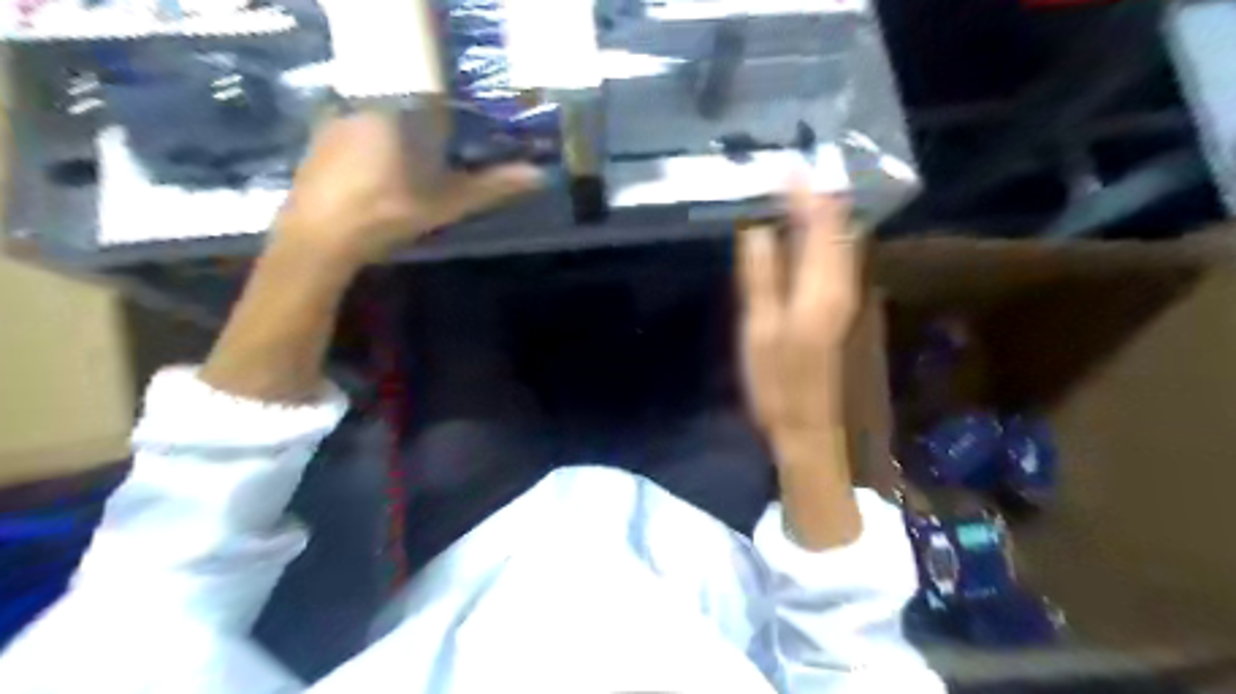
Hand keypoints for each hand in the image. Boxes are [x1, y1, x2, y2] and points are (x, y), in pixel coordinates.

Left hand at [275, 108, 542, 264]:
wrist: (318, 239)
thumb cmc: (387, 213)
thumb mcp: (446, 202)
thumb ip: (492, 186)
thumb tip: (539, 175)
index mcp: (398, 108)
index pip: (436, 96)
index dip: (457, 117)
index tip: (468, 138)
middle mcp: (363, 103)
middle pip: (409, 107)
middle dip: (429, 129)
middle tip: (444, 161)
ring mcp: (335, 121)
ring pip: (382, 120)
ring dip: (401, 139)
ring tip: (414, 172)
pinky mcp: (317, 142)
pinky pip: (357, 133)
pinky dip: (375, 149)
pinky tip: (380, 178)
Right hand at [742, 178, 861, 445]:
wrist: (813, 430)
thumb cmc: (779, 384)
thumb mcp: (759, 329)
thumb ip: (761, 274)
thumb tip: (757, 226)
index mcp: (823, 285)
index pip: (821, 221)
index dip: (803, 192)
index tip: (783, 168)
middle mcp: (846, 283)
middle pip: (839, 226)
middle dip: (816, 197)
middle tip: (785, 179)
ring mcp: (850, 297)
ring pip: (841, 242)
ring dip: (819, 217)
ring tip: (789, 199)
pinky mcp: (845, 310)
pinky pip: (837, 261)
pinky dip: (820, 241)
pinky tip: (798, 241)